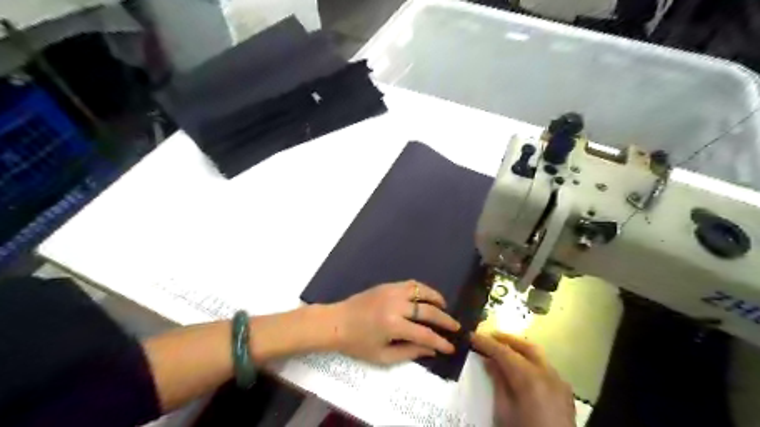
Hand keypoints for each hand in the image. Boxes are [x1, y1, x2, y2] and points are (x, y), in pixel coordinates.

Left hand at [332, 281, 459, 363]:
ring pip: (421, 290)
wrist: (336, 322)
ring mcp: (392, 292)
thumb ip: (409, 352)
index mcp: (393, 325)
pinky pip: (410, 283)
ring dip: (436, 298)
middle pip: (427, 310)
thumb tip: (431, 349)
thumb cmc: (357, 343)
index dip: (440, 341)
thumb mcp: (382, 356)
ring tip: (444, 307)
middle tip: (456, 327)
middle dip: (445, 320)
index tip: (451, 347)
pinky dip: (422, 289)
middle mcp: (396, 305)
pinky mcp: (387, 285)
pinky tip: (426, 297)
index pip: (424, 334)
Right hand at [473, 331, 572, 426]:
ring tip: (502, 349)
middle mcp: (548, 374)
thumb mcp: (504, 412)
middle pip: (525, 346)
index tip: (471, 336)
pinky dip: (530, 360)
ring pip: (537, 354)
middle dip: (506, 339)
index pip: (503, 352)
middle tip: (488, 337)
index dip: (486, 343)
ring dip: (519, 348)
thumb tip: (490, 361)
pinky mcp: (565, 391)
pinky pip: (546, 367)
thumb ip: (498, 382)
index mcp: (529, 378)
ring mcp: (560, 381)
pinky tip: (521, 368)